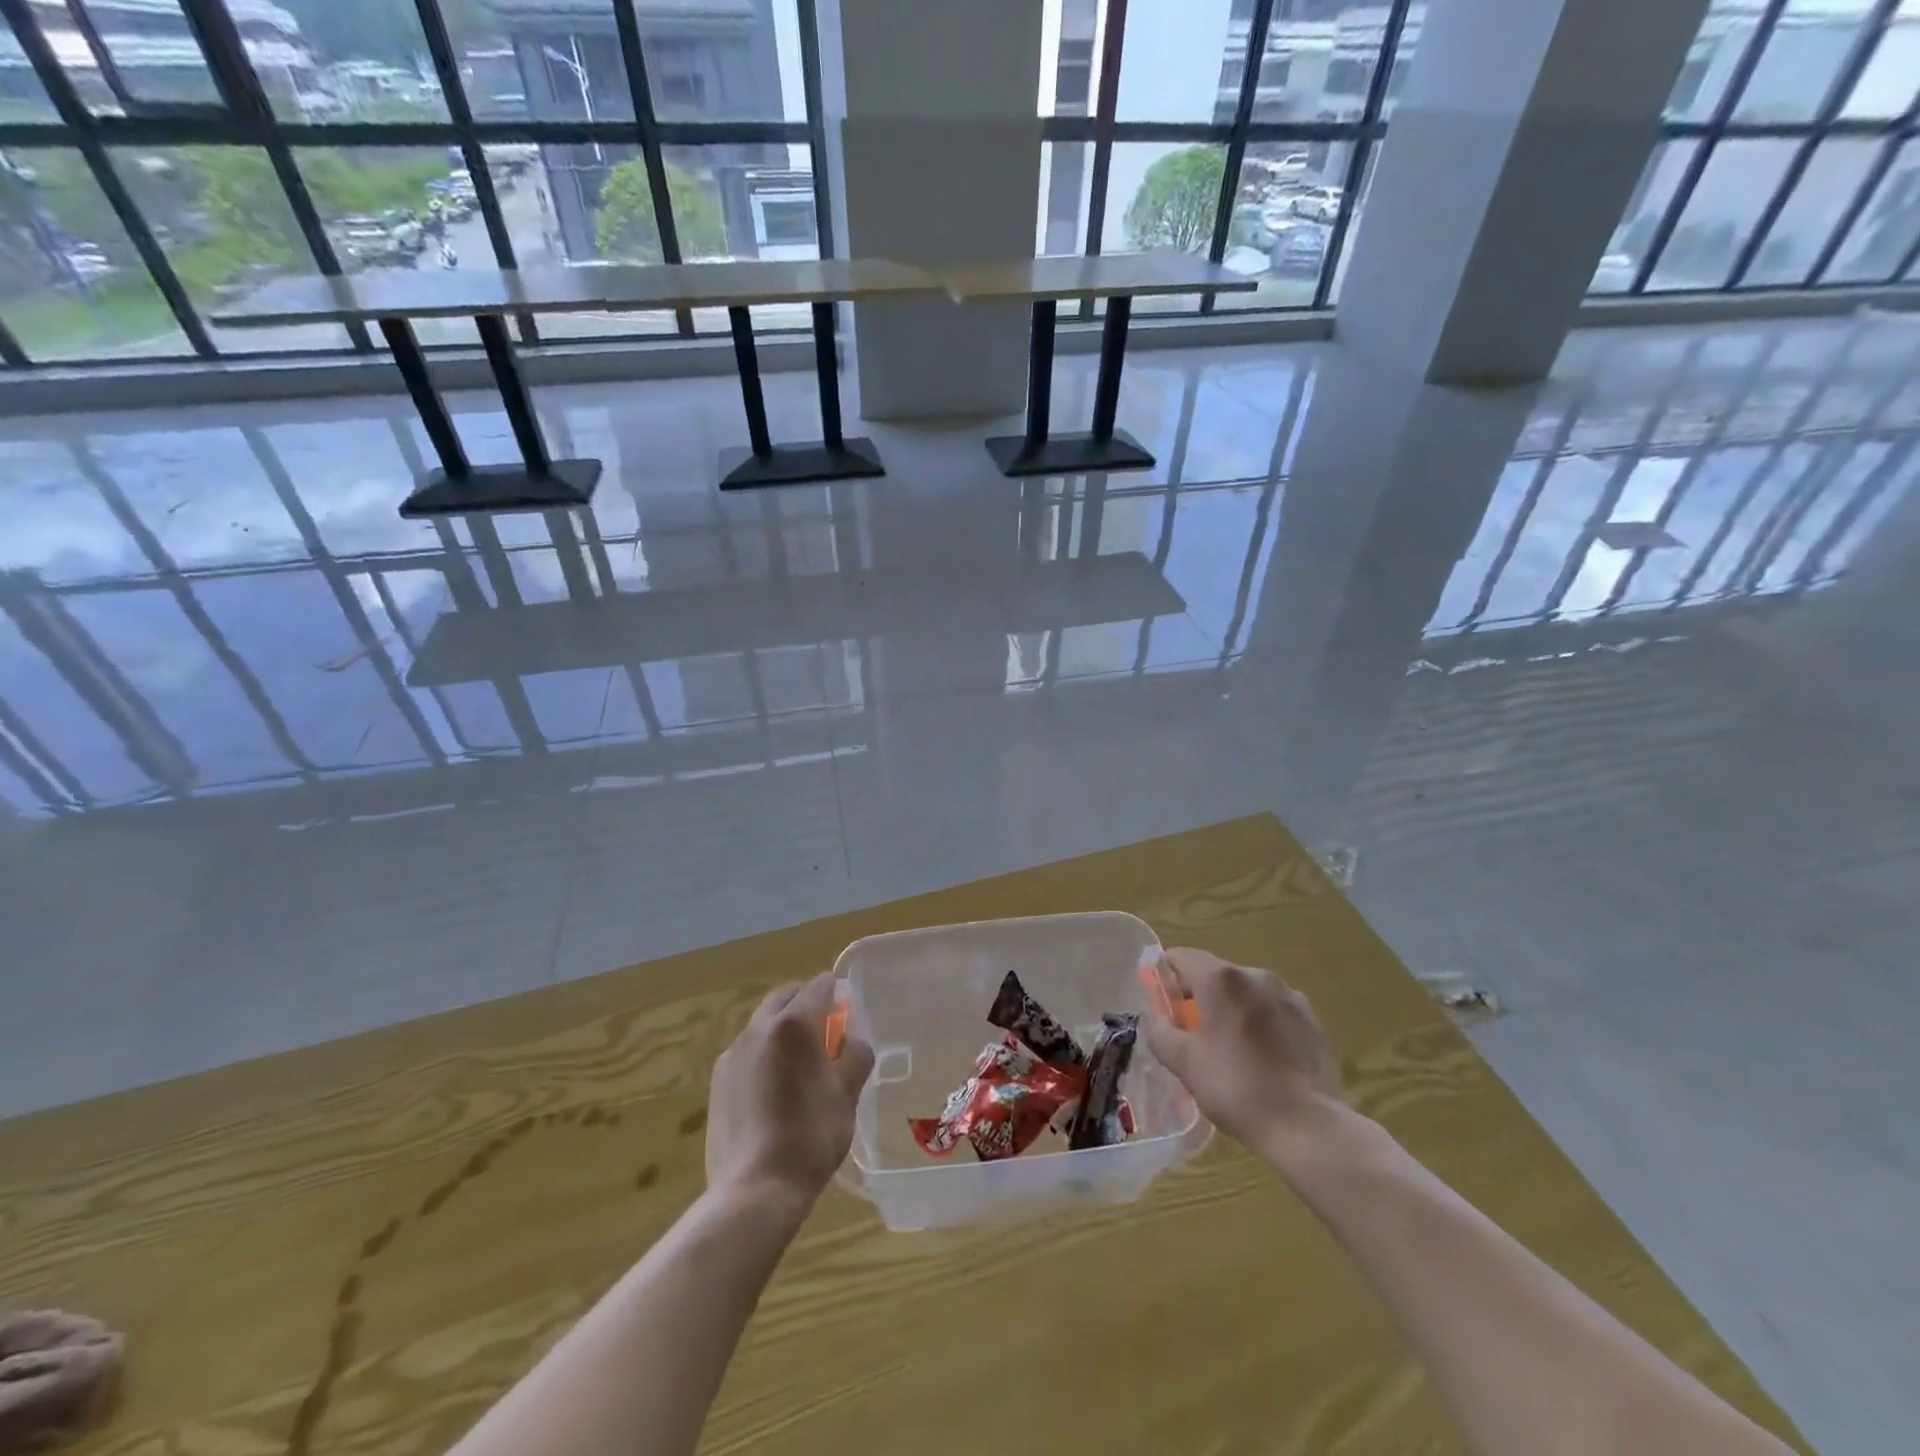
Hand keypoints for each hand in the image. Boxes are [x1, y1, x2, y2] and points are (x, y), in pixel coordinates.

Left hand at [705, 973, 874, 1210]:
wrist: (755, 1189)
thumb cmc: (812, 1135)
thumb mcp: (848, 1093)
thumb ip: (856, 1052)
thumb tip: (854, 1031)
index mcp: (795, 1023)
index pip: (820, 986)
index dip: (838, 994)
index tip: (848, 1014)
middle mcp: (760, 1027)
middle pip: (787, 997)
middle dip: (807, 1004)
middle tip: (827, 1031)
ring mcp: (734, 1052)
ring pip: (763, 1022)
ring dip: (784, 1027)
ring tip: (800, 1062)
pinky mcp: (718, 1079)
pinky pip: (747, 1050)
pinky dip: (764, 1052)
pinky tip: (774, 1087)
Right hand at [1144, 947, 1353, 1172]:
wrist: (1308, 1126)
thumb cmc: (1237, 1088)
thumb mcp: (1185, 1064)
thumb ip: (1161, 1032)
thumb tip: (1158, 1019)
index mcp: (1220, 979)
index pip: (1181, 957)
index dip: (1166, 977)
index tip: (1165, 1007)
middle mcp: (1255, 975)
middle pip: (1215, 974)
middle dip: (1200, 997)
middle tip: (1194, 1035)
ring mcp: (1288, 995)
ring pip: (1246, 992)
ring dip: (1233, 1009)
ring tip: (1233, 1050)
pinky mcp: (1311, 1018)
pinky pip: (1273, 1010)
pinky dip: (1261, 1023)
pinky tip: (1264, 1059)